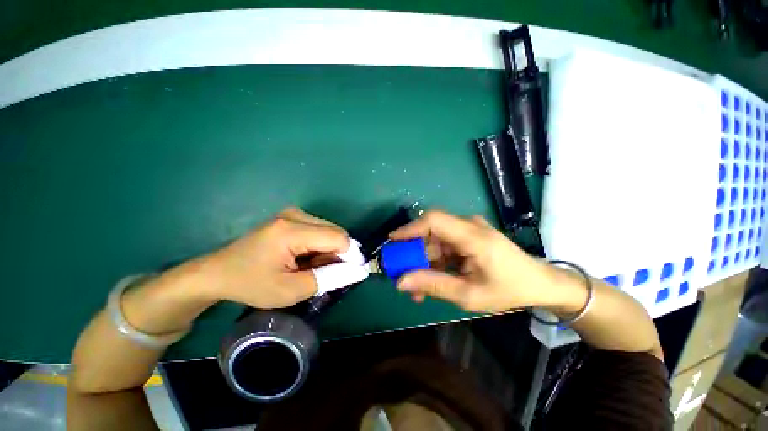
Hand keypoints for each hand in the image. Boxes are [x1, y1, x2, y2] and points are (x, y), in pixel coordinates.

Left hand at [190, 207, 350, 308]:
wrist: (218, 272)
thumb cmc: (251, 284)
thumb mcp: (291, 290)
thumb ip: (328, 278)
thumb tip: (358, 270)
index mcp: (291, 231)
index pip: (337, 238)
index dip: (351, 255)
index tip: (355, 273)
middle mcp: (295, 215)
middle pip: (335, 231)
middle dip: (340, 253)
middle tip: (330, 274)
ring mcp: (293, 214)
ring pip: (330, 230)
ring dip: (330, 250)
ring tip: (315, 268)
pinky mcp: (292, 217)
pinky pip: (320, 230)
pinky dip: (321, 246)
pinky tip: (308, 258)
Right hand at [389, 210, 555, 312]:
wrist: (540, 284)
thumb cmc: (509, 290)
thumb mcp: (469, 294)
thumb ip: (433, 285)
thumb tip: (401, 282)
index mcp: (473, 236)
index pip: (434, 221)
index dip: (410, 228)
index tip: (392, 242)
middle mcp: (469, 227)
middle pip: (431, 233)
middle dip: (414, 254)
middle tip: (403, 275)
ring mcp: (469, 231)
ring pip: (436, 242)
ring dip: (424, 262)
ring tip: (417, 288)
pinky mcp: (468, 238)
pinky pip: (444, 247)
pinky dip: (435, 262)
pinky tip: (431, 280)